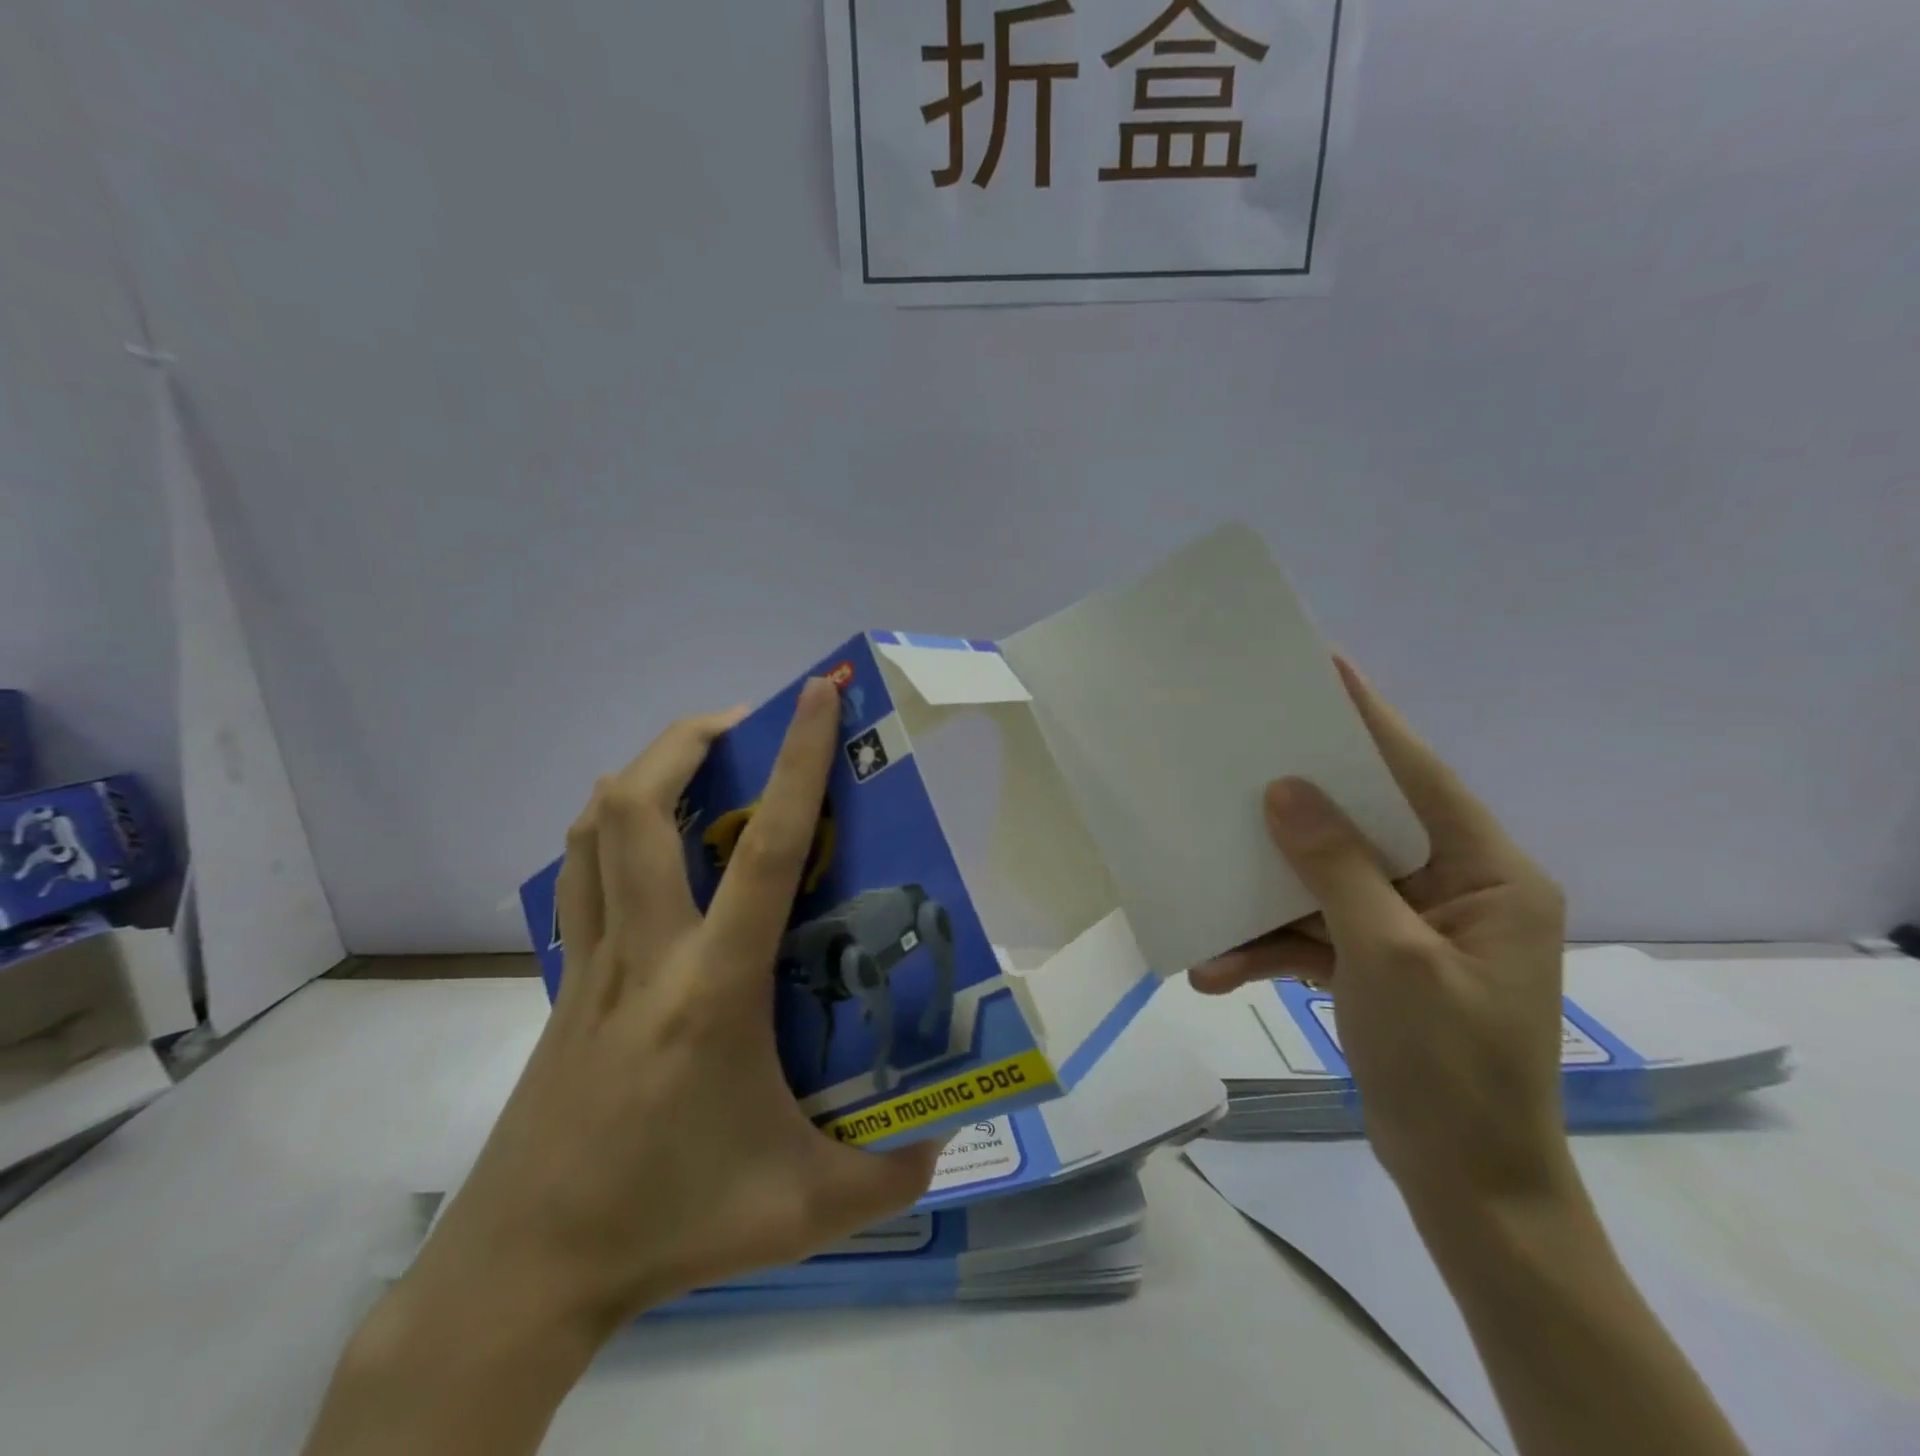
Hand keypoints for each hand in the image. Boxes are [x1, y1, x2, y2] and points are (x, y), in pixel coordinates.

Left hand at [408, 679, 941, 1337]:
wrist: (525, 1270)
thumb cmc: (670, 1224)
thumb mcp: (804, 1212)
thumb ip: (889, 1175)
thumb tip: (943, 1135)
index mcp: (713, 989)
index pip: (764, 849)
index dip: (797, 760)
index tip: (817, 693)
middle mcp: (646, 953)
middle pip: (638, 806)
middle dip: (689, 738)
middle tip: (744, 724)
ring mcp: (593, 961)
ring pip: (595, 828)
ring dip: (646, 772)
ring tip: (700, 764)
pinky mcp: (566, 980)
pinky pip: (581, 872)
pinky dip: (613, 828)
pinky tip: (655, 848)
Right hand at [1190, 659, 1570, 1206]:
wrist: (1468, 1188)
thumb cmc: (1451, 1068)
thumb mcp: (1390, 959)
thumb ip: (1338, 868)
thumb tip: (1286, 791)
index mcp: (1487, 875)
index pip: (1421, 775)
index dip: (1371, 720)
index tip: (1325, 667)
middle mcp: (1453, 889)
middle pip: (1363, 822)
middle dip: (1296, 806)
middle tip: (1241, 759)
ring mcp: (1410, 928)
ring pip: (1326, 882)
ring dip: (1265, 901)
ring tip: (1207, 905)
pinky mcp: (1376, 962)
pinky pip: (1314, 933)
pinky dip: (1269, 949)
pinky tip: (1218, 970)